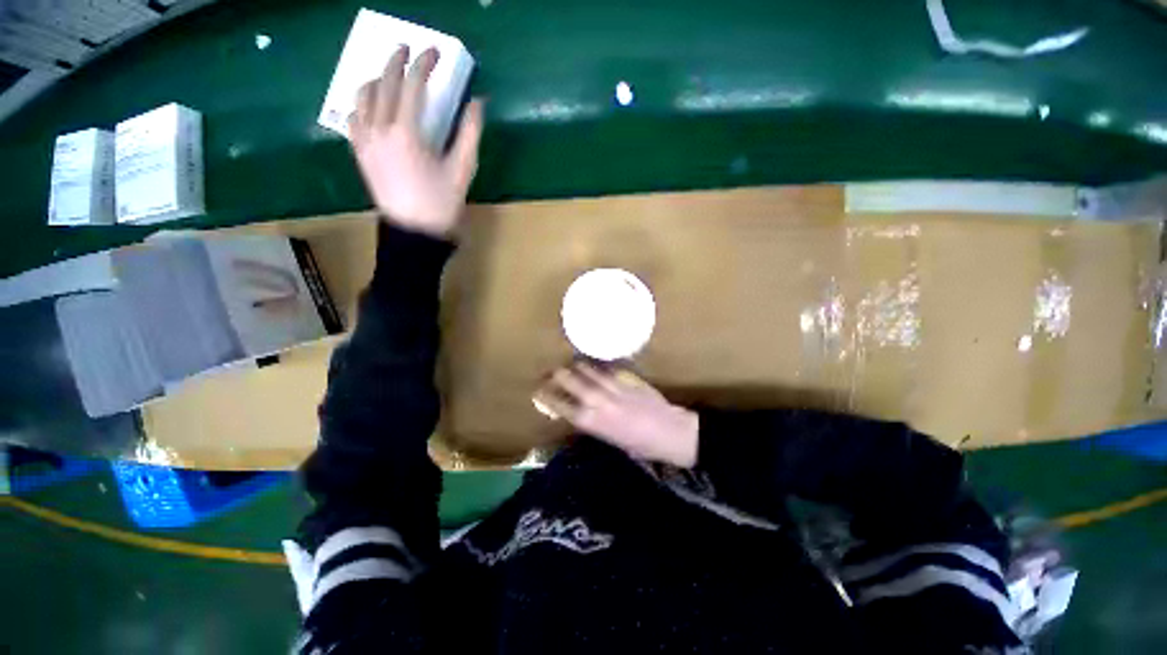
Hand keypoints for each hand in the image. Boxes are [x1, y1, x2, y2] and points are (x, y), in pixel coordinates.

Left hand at [348, 46, 483, 237]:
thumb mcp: (462, 169)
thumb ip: (470, 133)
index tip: (434, 51)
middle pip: (383, 83)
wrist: (414, 231)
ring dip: (376, 78)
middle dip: (396, 61)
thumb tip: (478, 103)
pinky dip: (361, 104)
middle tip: (407, 48)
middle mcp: (379, 129)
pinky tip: (371, 105)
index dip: (424, 64)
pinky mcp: (359, 152)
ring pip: (362, 96)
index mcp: (406, 132)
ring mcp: (365, 140)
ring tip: (388, 74)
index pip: (412, 84)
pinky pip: (352, 117)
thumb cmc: (441, 202)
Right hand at [534, 363, 699, 467]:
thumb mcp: (610, 439)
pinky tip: (595, 366)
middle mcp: (597, 400)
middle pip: (568, 379)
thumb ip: (593, 422)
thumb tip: (580, 410)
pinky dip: (597, 366)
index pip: (559, 404)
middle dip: (555, 374)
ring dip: (575, 366)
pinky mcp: (626, 377)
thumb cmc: (640, 445)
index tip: (537, 390)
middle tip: (550, 372)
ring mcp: (611, 385)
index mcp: (591, 421)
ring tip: (570, 364)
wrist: (669, 432)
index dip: (546, 395)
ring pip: (586, 368)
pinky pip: (606, 367)